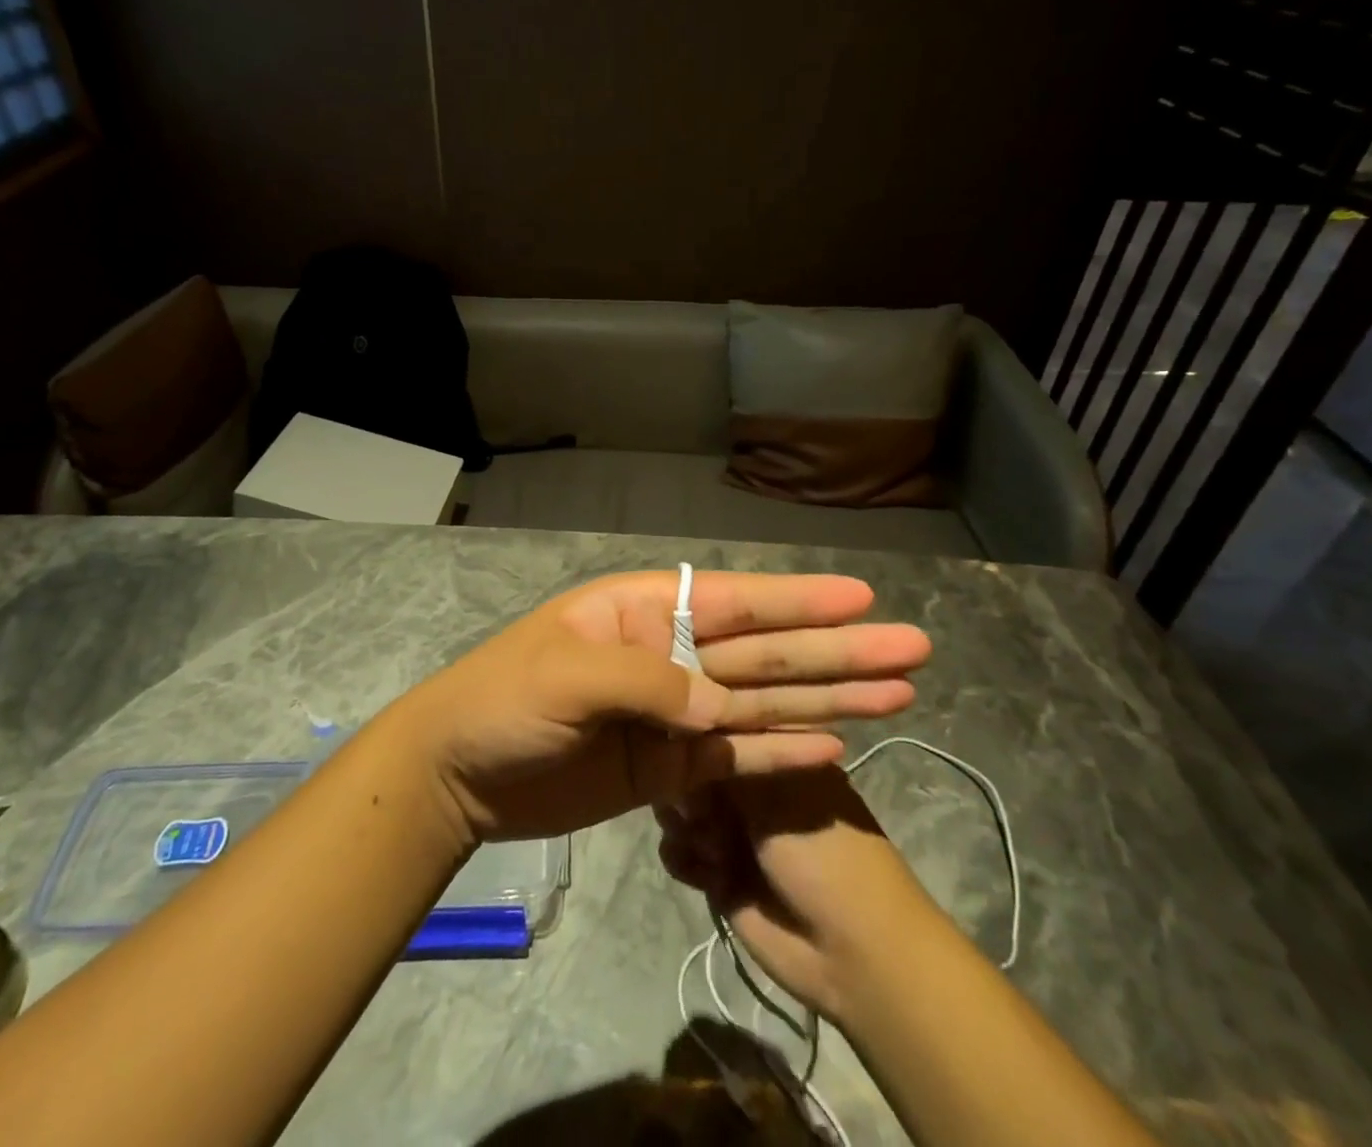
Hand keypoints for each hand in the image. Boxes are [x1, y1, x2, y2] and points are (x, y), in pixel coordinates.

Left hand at [396, 570, 927, 843]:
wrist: (458, 773)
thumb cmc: (502, 700)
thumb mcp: (565, 675)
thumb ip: (647, 682)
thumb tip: (720, 706)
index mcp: (645, 611)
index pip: (735, 601)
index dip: (799, 601)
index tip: (862, 599)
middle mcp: (671, 652)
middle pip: (765, 651)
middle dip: (836, 650)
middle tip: (913, 649)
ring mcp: (674, 711)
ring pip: (763, 700)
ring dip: (828, 698)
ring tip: (897, 694)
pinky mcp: (670, 766)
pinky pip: (737, 754)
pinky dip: (783, 750)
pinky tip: (835, 744)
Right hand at [656, 768, 931, 1021]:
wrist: (852, 954)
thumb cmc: (825, 856)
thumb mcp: (778, 797)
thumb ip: (725, 765)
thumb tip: (682, 742)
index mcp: (777, 760)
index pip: (724, 734)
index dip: (700, 742)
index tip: (687, 753)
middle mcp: (753, 790)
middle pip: (696, 772)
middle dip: (686, 787)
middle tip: (697, 811)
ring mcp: (735, 832)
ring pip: (683, 811)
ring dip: (683, 825)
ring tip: (708, 847)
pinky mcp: (720, 875)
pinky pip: (681, 853)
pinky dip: (682, 858)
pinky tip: (703, 871)